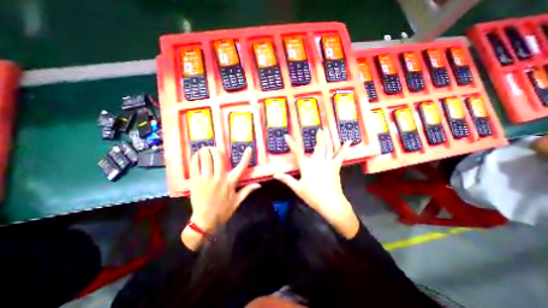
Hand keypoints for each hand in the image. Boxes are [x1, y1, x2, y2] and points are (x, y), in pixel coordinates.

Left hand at [181, 147, 260, 250]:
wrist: (205, 221)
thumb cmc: (223, 211)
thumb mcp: (238, 201)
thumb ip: (248, 190)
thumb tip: (259, 184)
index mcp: (231, 183)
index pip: (241, 168)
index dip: (246, 157)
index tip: (249, 148)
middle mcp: (220, 179)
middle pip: (219, 158)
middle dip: (216, 150)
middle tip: (214, 148)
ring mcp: (207, 180)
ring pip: (206, 160)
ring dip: (205, 151)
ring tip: (204, 149)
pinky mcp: (196, 182)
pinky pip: (195, 166)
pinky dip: (195, 159)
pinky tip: (196, 156)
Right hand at [273, 128, 360, 238]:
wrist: (330, 203)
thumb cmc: (312, 196)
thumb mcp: (297, 188)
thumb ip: (287, 180)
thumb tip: (275, 175)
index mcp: (306, 166)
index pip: (297, 152)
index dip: (291, 143)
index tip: (287, 136)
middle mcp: (317, 161)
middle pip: (318, 145)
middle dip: (319, 135)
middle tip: (320, 128)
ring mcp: (328, 162)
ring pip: (328, 147)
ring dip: (328, 137)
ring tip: (328, 128)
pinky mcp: (335, 166)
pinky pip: (340, 155)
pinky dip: (344, 147)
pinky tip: (348, 140)